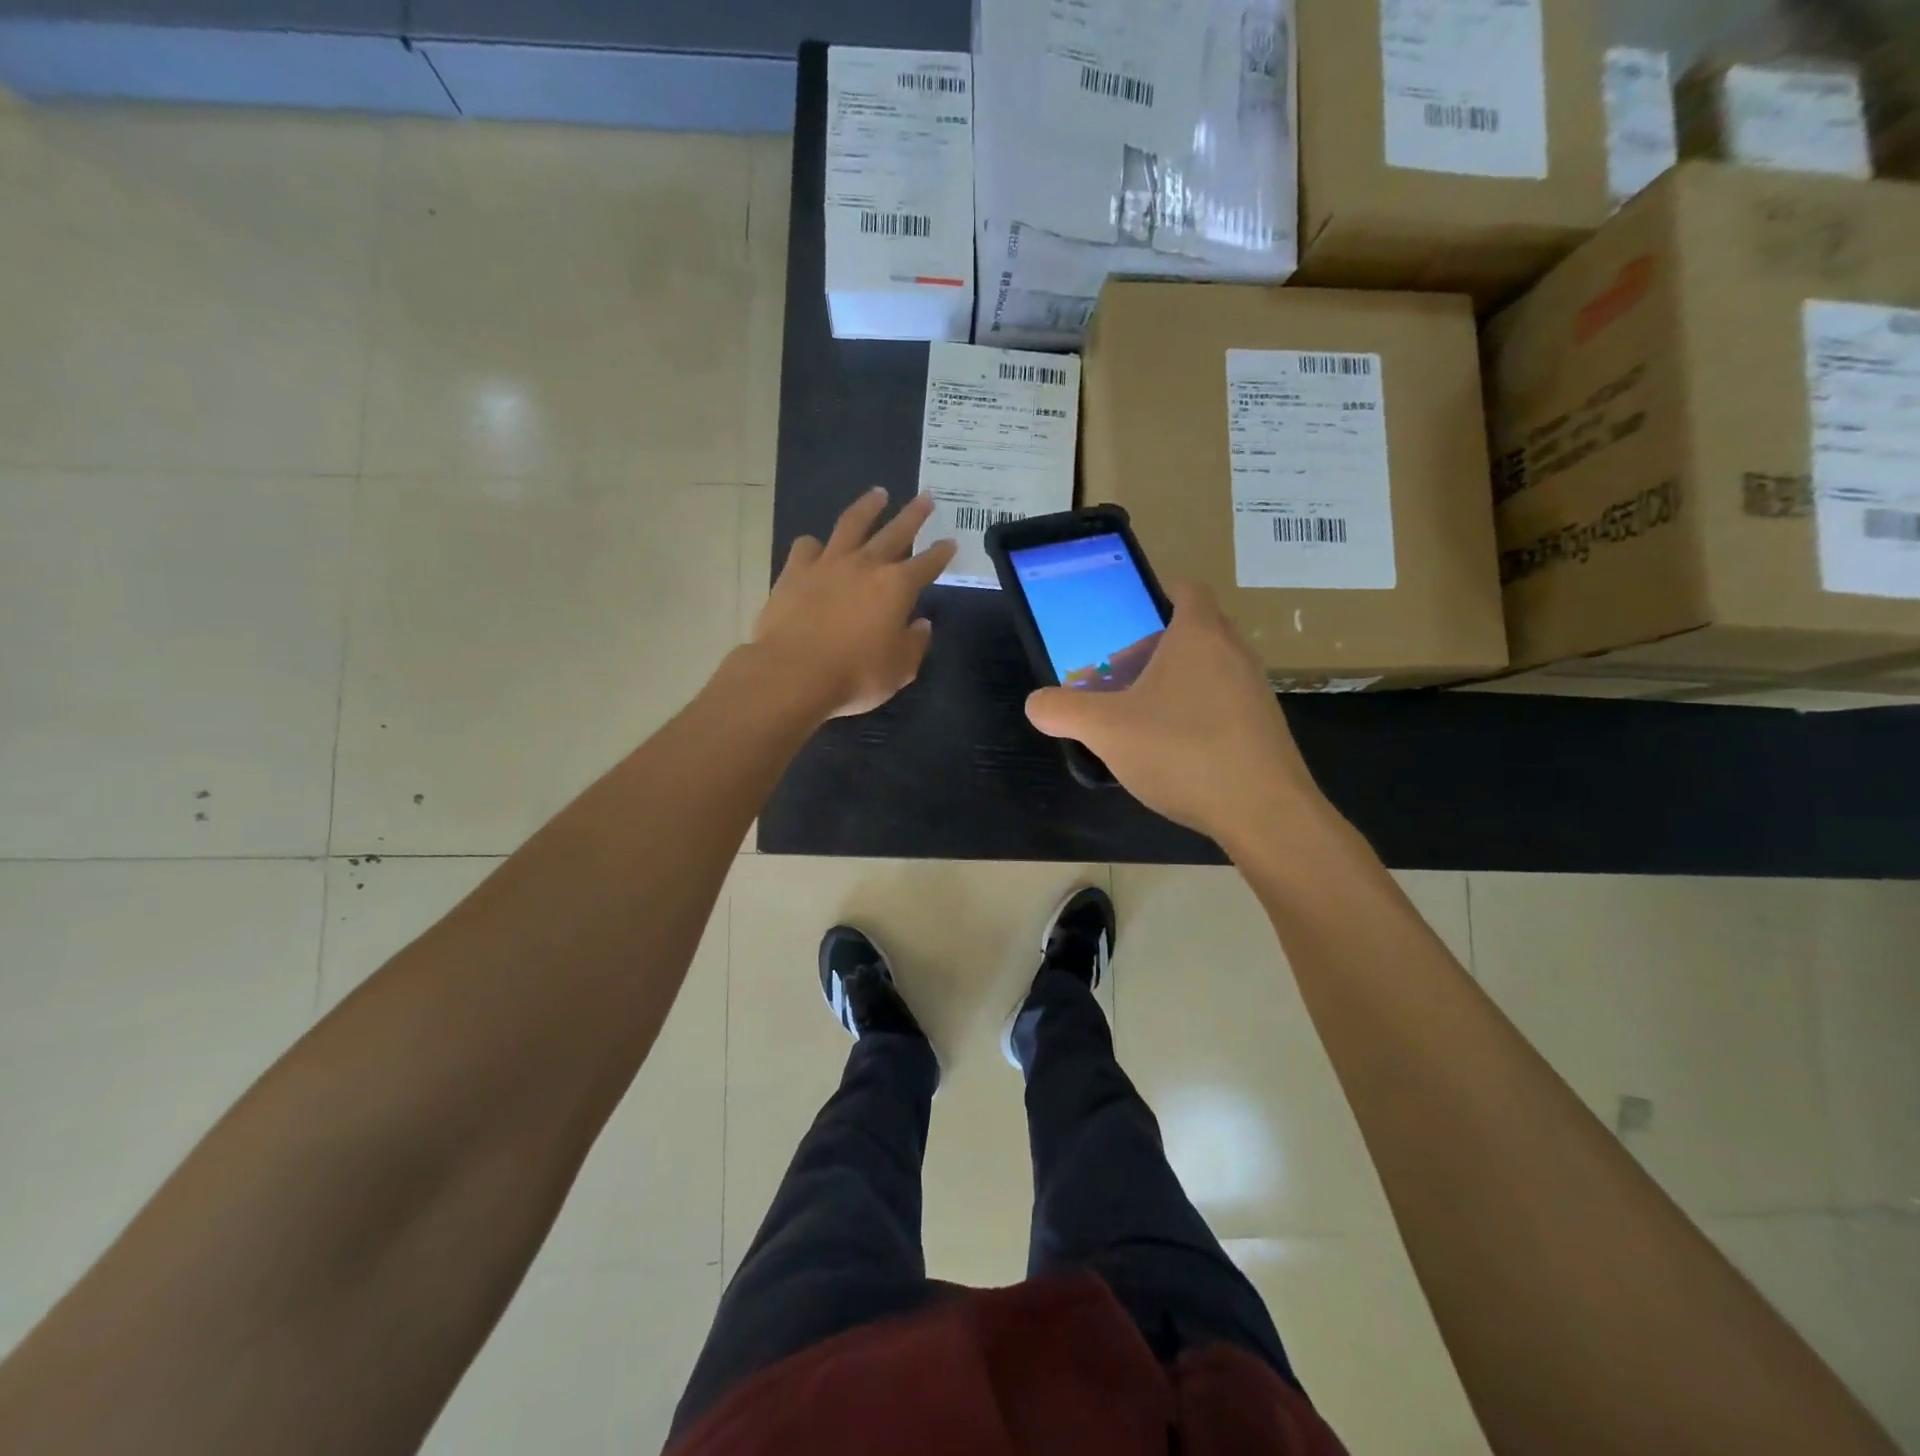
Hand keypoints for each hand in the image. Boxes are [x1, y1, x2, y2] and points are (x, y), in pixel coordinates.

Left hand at [753, 489, 957, 720]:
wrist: (793, 672)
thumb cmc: (855, 674)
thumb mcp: (899, 669)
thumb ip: (915, 643)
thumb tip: (921, 624)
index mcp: (898, 587)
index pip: (927, 564)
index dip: (941, 554)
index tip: (950, 542)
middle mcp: (866, 565)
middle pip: (895, 531)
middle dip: (913, 515)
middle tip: (925, 497)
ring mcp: (828, 563)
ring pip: (852, 524)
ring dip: (868, 507)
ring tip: (878, 494)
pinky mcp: (795, 571)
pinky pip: (807, 547)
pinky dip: (815, 545)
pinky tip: (817, 547)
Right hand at [1024, 582, 1326, 842]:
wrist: (1264, 812)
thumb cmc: (1182, 751)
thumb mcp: (1106, 730)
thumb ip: (1063, 711)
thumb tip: (1036, 704)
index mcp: (1198, 634)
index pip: (1185, 589)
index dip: (1153, 596)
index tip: (1123, 623)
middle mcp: (1234, 652)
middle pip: (1192, 631)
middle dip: (1152, 647)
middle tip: (1118, 674)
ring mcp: (1255, 690)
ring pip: (1207, 669)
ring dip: (1173, 682)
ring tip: (1139, 717)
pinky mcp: (1264, 726)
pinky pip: (1223, 702)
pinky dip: (1195, 712)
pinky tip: (1173, 750)